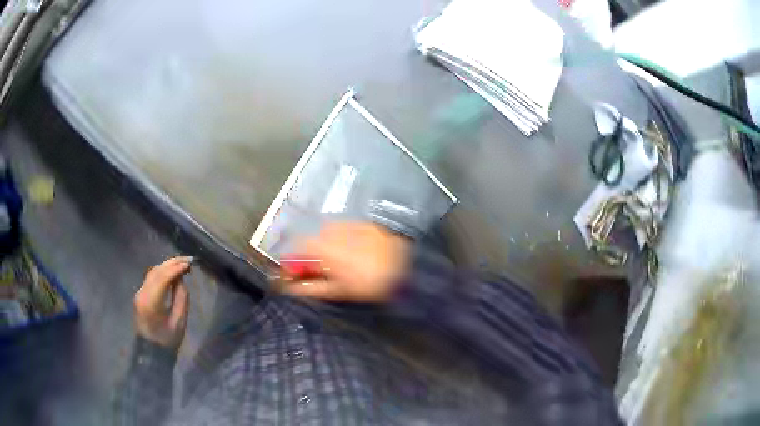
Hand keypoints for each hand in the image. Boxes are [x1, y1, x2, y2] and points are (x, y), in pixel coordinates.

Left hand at [133, 256, 191, 349]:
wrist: (151, 352)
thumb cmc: (167, 340)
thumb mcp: (179, 322)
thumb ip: (181, 298)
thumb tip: (181, 279)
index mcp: (151, 302)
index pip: (163, 277)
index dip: (176, 268)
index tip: (190, 264)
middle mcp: (142, 293)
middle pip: (156, 271)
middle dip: (172, 263)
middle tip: (188, 260)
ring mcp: (139, 293)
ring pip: (152, 272)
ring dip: (167, 266)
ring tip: (182, 264)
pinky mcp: (140, 295)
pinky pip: (151, 278)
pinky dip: (162, 272)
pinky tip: (171, 272)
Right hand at [280, 222, 410, 301]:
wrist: (406, 263)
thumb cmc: (369, 282)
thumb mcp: (338, 290)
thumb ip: (310, 288)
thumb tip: (290, 288)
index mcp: (319, 247)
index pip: (292, 252)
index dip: (290, 266)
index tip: (293, 279)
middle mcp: (327, 230)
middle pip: (308, 244)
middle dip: (309, 260)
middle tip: (319, 276)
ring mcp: (345, 223)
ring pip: (325, 237)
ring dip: (324, 250)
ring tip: (339, 266)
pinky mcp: (360, 223)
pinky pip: (342, 232)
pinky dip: (340, 243)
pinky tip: (353, 255)